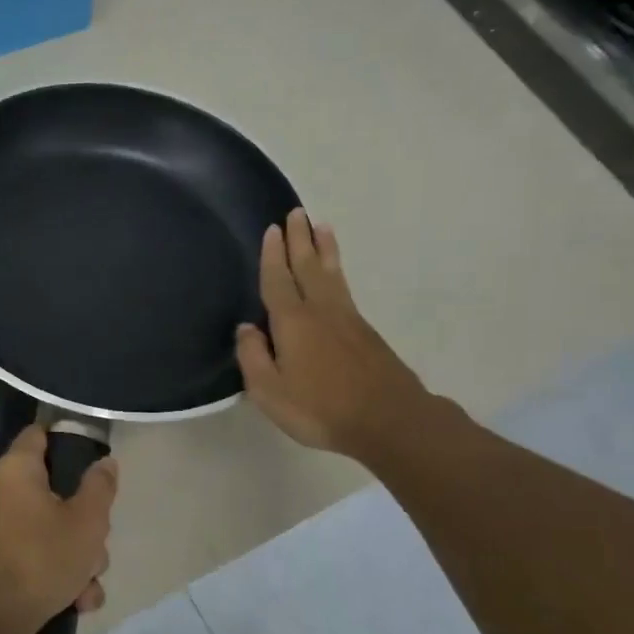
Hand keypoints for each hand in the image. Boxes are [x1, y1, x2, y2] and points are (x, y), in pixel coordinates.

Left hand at [0, 425, 116, 633]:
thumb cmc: (41, 558)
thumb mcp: (87, 521)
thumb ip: (100, 487)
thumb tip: (105, 462)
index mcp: (16, 470)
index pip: (39, 434)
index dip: (67, 440)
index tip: (93, 460)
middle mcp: (1, 493)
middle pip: (55, 491)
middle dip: (85, 521)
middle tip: (96, 540)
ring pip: (52, 530)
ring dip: (78, 558)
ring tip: (86, 583)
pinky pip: (38, 558)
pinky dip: (58, 577)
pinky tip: (76, 602)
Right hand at [236, 208, 430, 460]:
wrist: (387, 420)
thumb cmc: (320, 408)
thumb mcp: (270, 391)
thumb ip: (253, 357)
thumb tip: (246, 327)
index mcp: (293, 322)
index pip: (278, 281)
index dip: (272, 256)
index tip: (272, 229)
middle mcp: (320, 311)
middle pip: (307, 267)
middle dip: (299, 240)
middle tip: (295, 213)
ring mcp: (347, 319)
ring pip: (331, 274)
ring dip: (324, 249)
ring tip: (321, 226)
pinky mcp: (365, 332)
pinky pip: (344, 288)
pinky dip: (337, 270)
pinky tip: (335, 273)